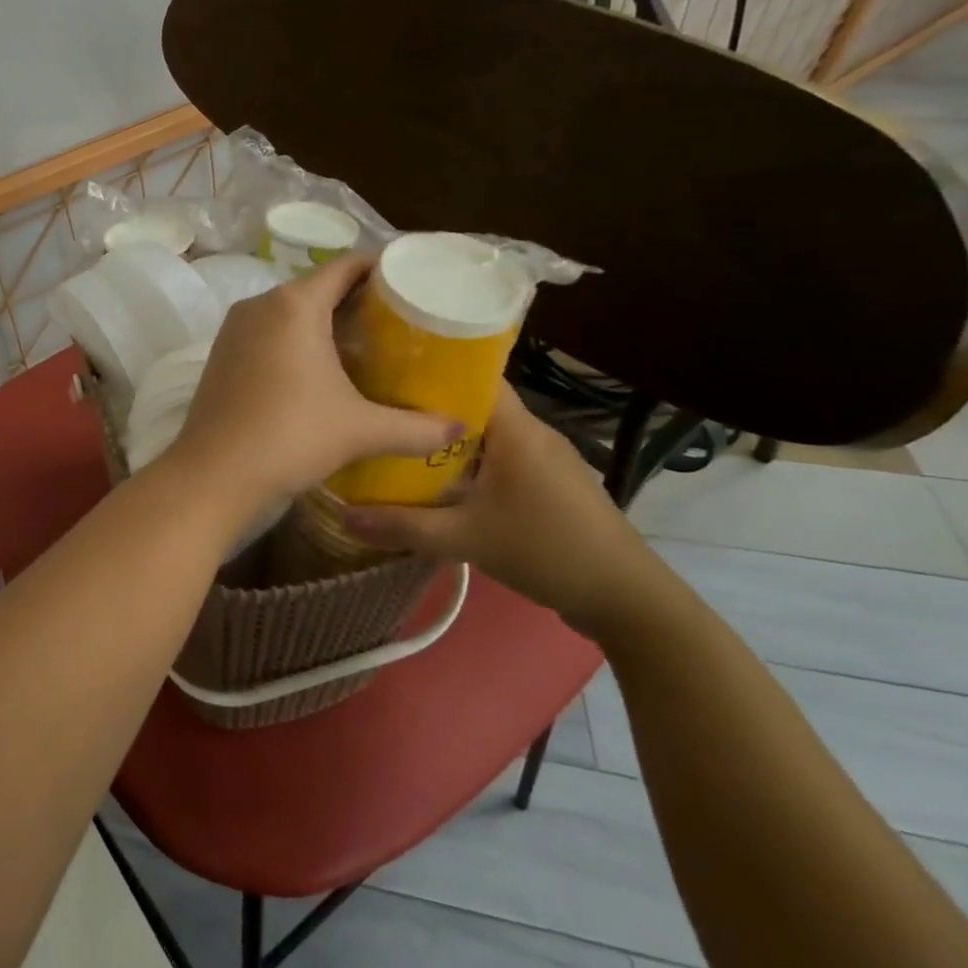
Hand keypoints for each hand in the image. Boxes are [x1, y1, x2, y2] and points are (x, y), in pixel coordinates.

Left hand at [166, 254, 458, 508]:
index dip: (382, 268)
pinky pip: (267, 331)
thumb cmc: (290, 438)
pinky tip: (319, 367)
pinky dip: (295, 338)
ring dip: (324, 320)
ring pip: (289, 309)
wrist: (213, 474)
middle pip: (317, 286)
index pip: (346, 266)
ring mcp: (234, 328)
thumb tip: (460, 429)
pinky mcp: (221, 352)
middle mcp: (260, 304)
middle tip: (399, 319)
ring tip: (365, 342)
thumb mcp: (360, 430)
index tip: (413, 281)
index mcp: (294, 304)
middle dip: (357, 298)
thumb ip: (416, 428)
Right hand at [339, 386, 671, 637]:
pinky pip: (497, 457)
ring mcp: (544, 458)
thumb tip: (341, 513)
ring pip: (484, 434)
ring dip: (444, 439)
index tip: (381, 372)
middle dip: (424, 407)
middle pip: (471, 404)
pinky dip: (466, 462)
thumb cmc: (546, 550)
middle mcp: (531, 432)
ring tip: (394, 443)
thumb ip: (401, 525)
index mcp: (515, 428)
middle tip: (376, 411)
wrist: (626, 598)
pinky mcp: (548, 483)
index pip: (470, 375)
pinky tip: (436, 481)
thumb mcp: (464, 538)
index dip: (426, 369)